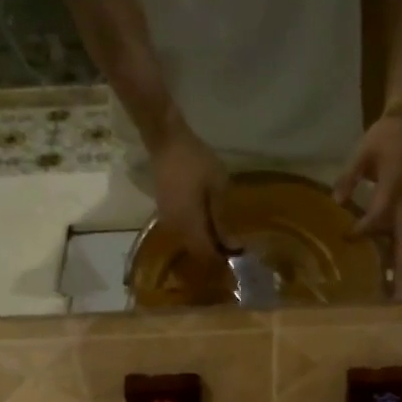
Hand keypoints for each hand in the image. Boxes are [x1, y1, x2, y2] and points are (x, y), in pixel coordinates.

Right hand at [150, 121, 228, 268]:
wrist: (166, 141)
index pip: (205, 254)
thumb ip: (222, 218)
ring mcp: (167, 220)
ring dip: (203, 243)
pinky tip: (207, 223)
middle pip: (195, 252)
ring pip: (187, 242)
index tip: (237, 256)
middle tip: (231, 248)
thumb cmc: (195, 162)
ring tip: (221, 236)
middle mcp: (176, 229)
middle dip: (212, 254)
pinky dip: (195, 232)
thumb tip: (230, 244)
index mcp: (189, 225)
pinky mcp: (164, 211)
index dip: (220, 260)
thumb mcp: (218, 187)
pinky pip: (182, 231)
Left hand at [335, 111, 401, 299]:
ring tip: (392, 292)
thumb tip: (336, 201)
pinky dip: (392, 253)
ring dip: (398, 267)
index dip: (364, 228)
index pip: (379, 214)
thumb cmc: (384, 135)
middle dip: (399, 269)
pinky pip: (398, 234)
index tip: (347, 235)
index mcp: (396, 185)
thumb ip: (349, 176)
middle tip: (395, 296)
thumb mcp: (362, 151)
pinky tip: (383, 269)